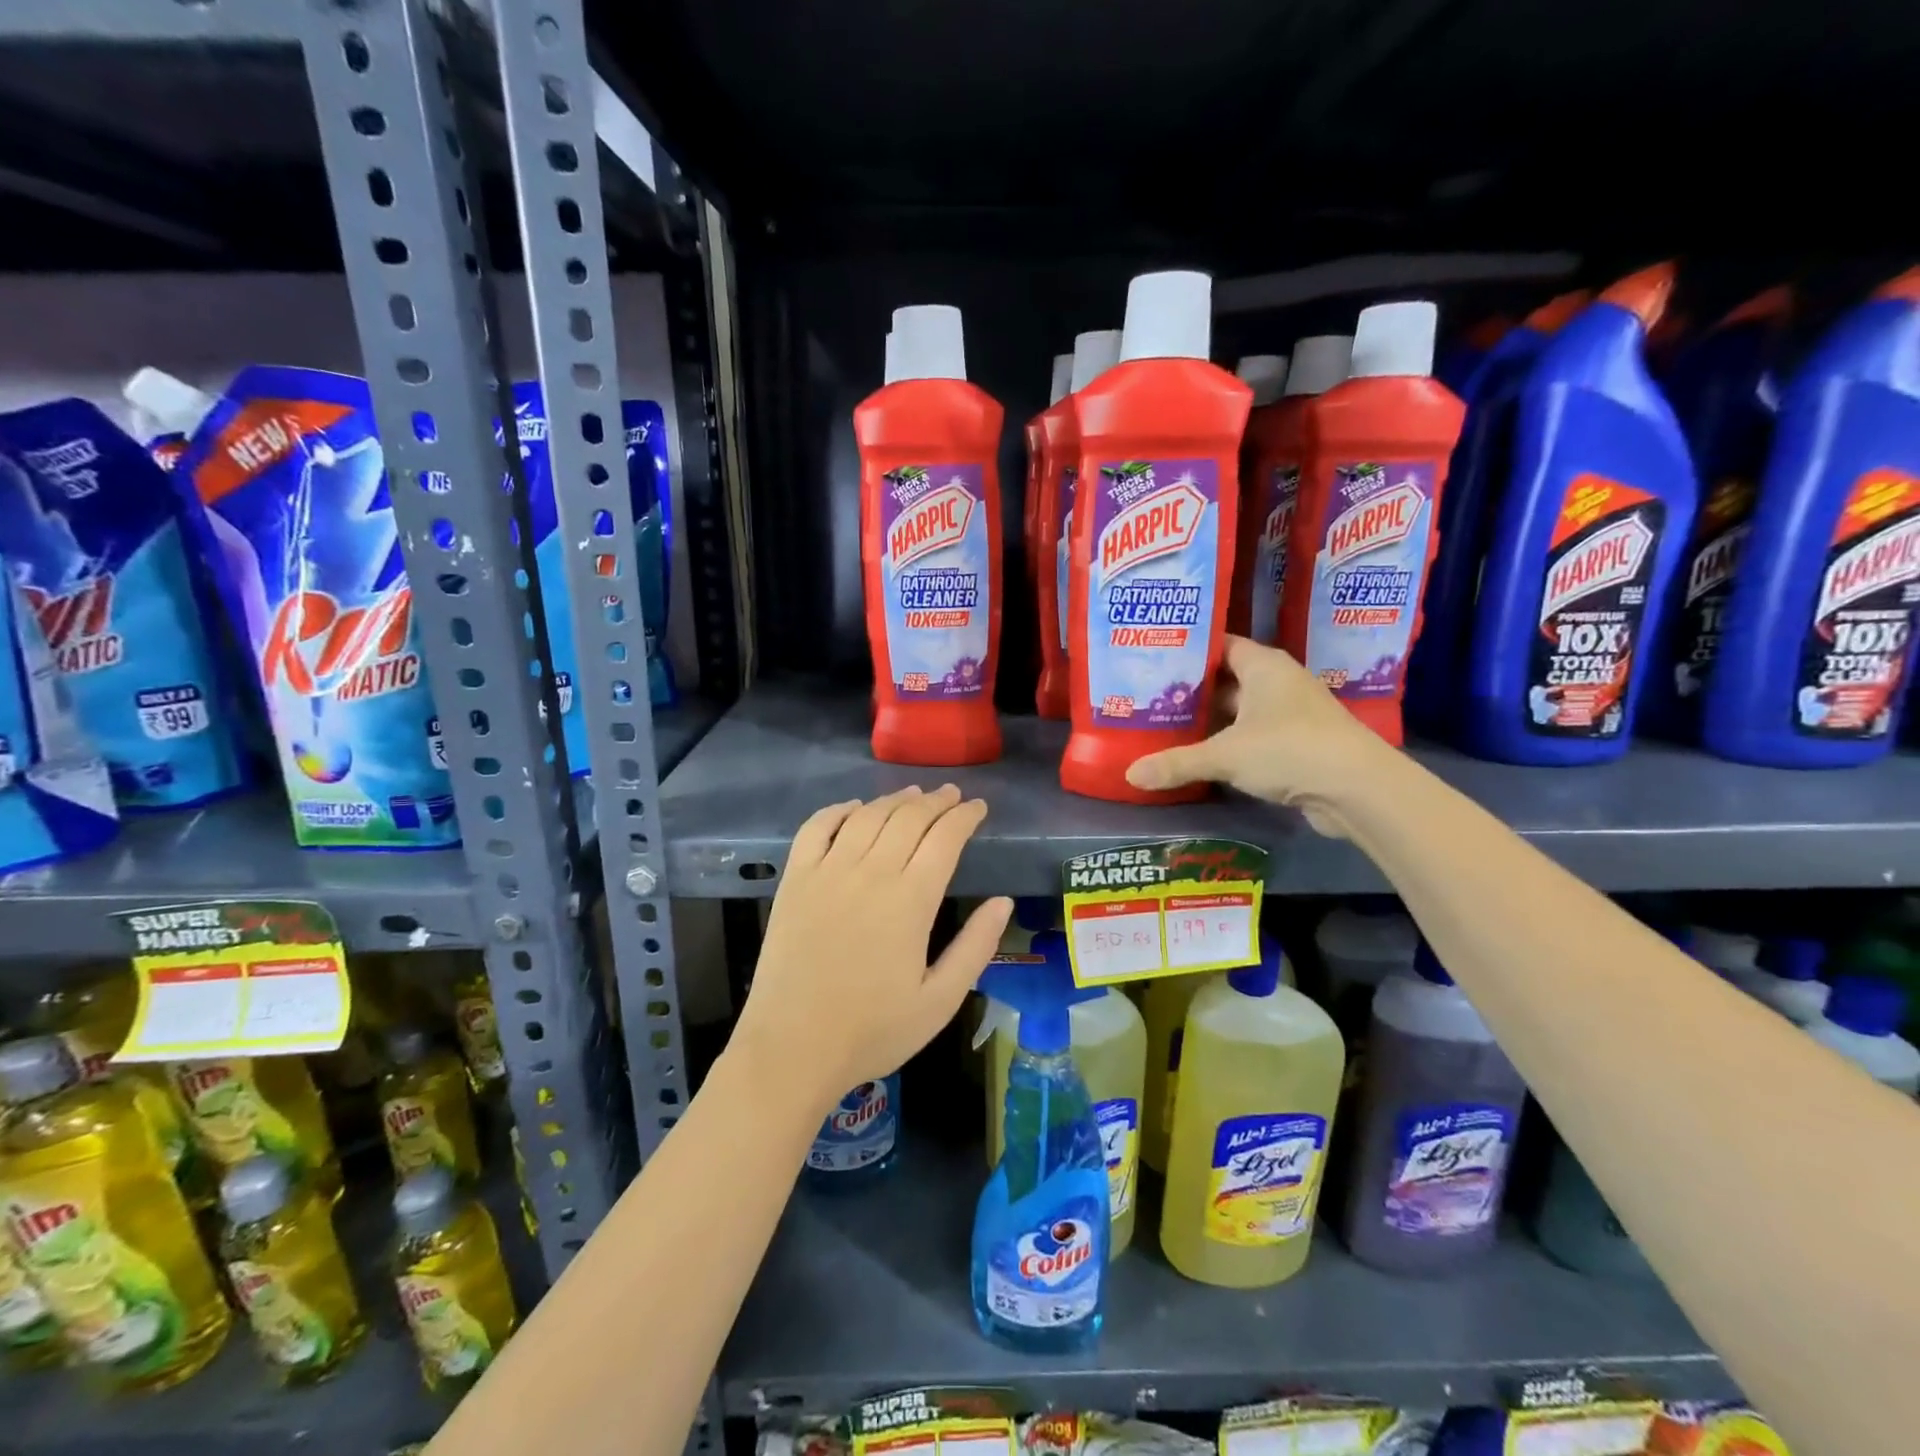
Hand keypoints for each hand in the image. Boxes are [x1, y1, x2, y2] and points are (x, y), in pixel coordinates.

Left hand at [735, 785, 1011, 1113]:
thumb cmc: (872, 1030)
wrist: (792, 1048)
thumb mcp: (940, 1001)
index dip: (964, 817)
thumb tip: (1004, 901)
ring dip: (894, 800)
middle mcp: (870, 873)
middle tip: (952, 796)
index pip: (945, 839)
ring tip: (913, 795)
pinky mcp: (795, 880)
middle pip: (909, 818)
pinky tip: (853, 808)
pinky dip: (838, 810)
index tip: (978, 808)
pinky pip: (816, 828)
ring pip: (867, 816)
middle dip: (936, 802)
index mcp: (910, 901)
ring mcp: (828, 872)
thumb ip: (975, 947)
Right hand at [1125, 636, 1390, 835]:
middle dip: (1191, 688)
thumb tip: (1130, 774)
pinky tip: (1199, 754)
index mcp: (1263, 665)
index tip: (1152, 657)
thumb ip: (1176, 762)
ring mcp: (1289, 713)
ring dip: (1209, 719)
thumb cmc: (1289, 749)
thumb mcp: (1225, 755)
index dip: (1188, 649)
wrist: (1357, 789)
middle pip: (1226, 678)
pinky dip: (1227, 742)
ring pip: (1238, 710)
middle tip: (1147, 695)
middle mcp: (1277, 682)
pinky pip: (1251, 735)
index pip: (1220, 644)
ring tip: (1164, 724)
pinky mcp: (1295, 743)